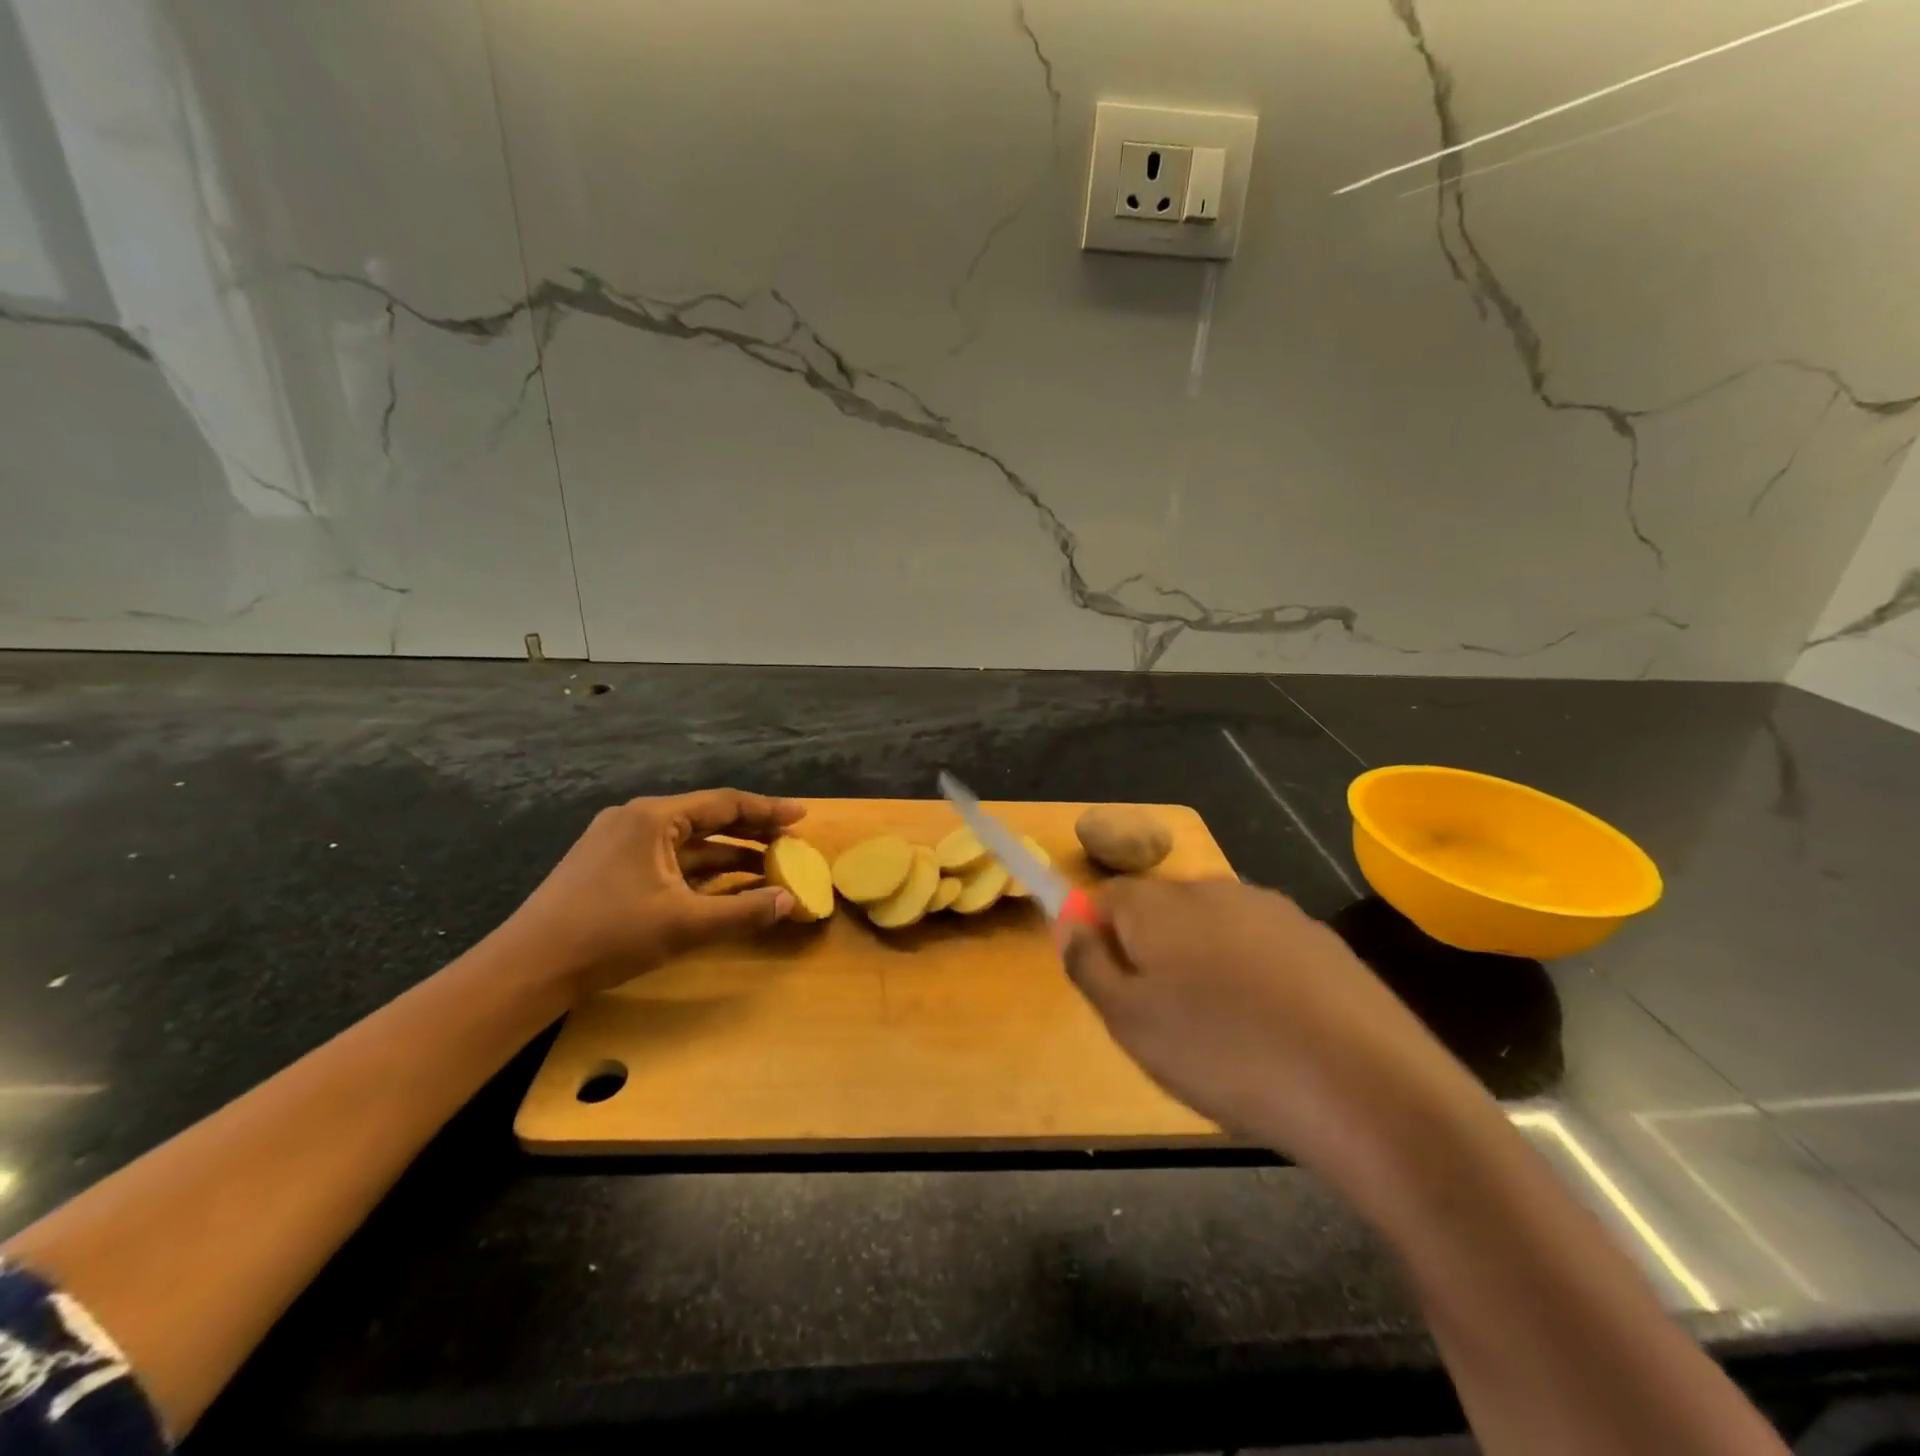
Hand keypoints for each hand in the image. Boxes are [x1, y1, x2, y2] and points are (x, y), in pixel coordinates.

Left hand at [505, 788, 805, 996]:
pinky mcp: (610, 867)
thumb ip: (744, 911)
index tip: (802, 816)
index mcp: (654, 818)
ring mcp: (620, 843)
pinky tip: (723, 886)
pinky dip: (700, 870)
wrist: (528, 967)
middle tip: (790, 843)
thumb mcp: (685, 925)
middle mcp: (637, 819)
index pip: (725, 804)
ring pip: (688, 842)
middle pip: (708, 819)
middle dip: (751, 832)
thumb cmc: (609, 935)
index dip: (768, 811)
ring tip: (768, 867)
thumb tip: (791, 901)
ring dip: (727, 854)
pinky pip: (669, 859)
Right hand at [1060, 879, 1479, 1171]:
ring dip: (1203, 963)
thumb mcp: (1128, 1022)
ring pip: (1213, 928)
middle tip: (1162, 1019)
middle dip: (1150, 951)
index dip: (1096, 934)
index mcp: (1158, 904)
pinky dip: (1253, 976)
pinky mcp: (1320, 939)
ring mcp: (1272, 910)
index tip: (1108, 984)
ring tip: (1223, 1032)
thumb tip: (1069, 923)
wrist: (1366, 1087)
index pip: (1105, 895)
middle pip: (1160, 909)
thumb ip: (1087, 965)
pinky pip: (1262, 947)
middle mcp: (1212, 889)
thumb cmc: (1223, 1053)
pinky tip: (1275, 1028)